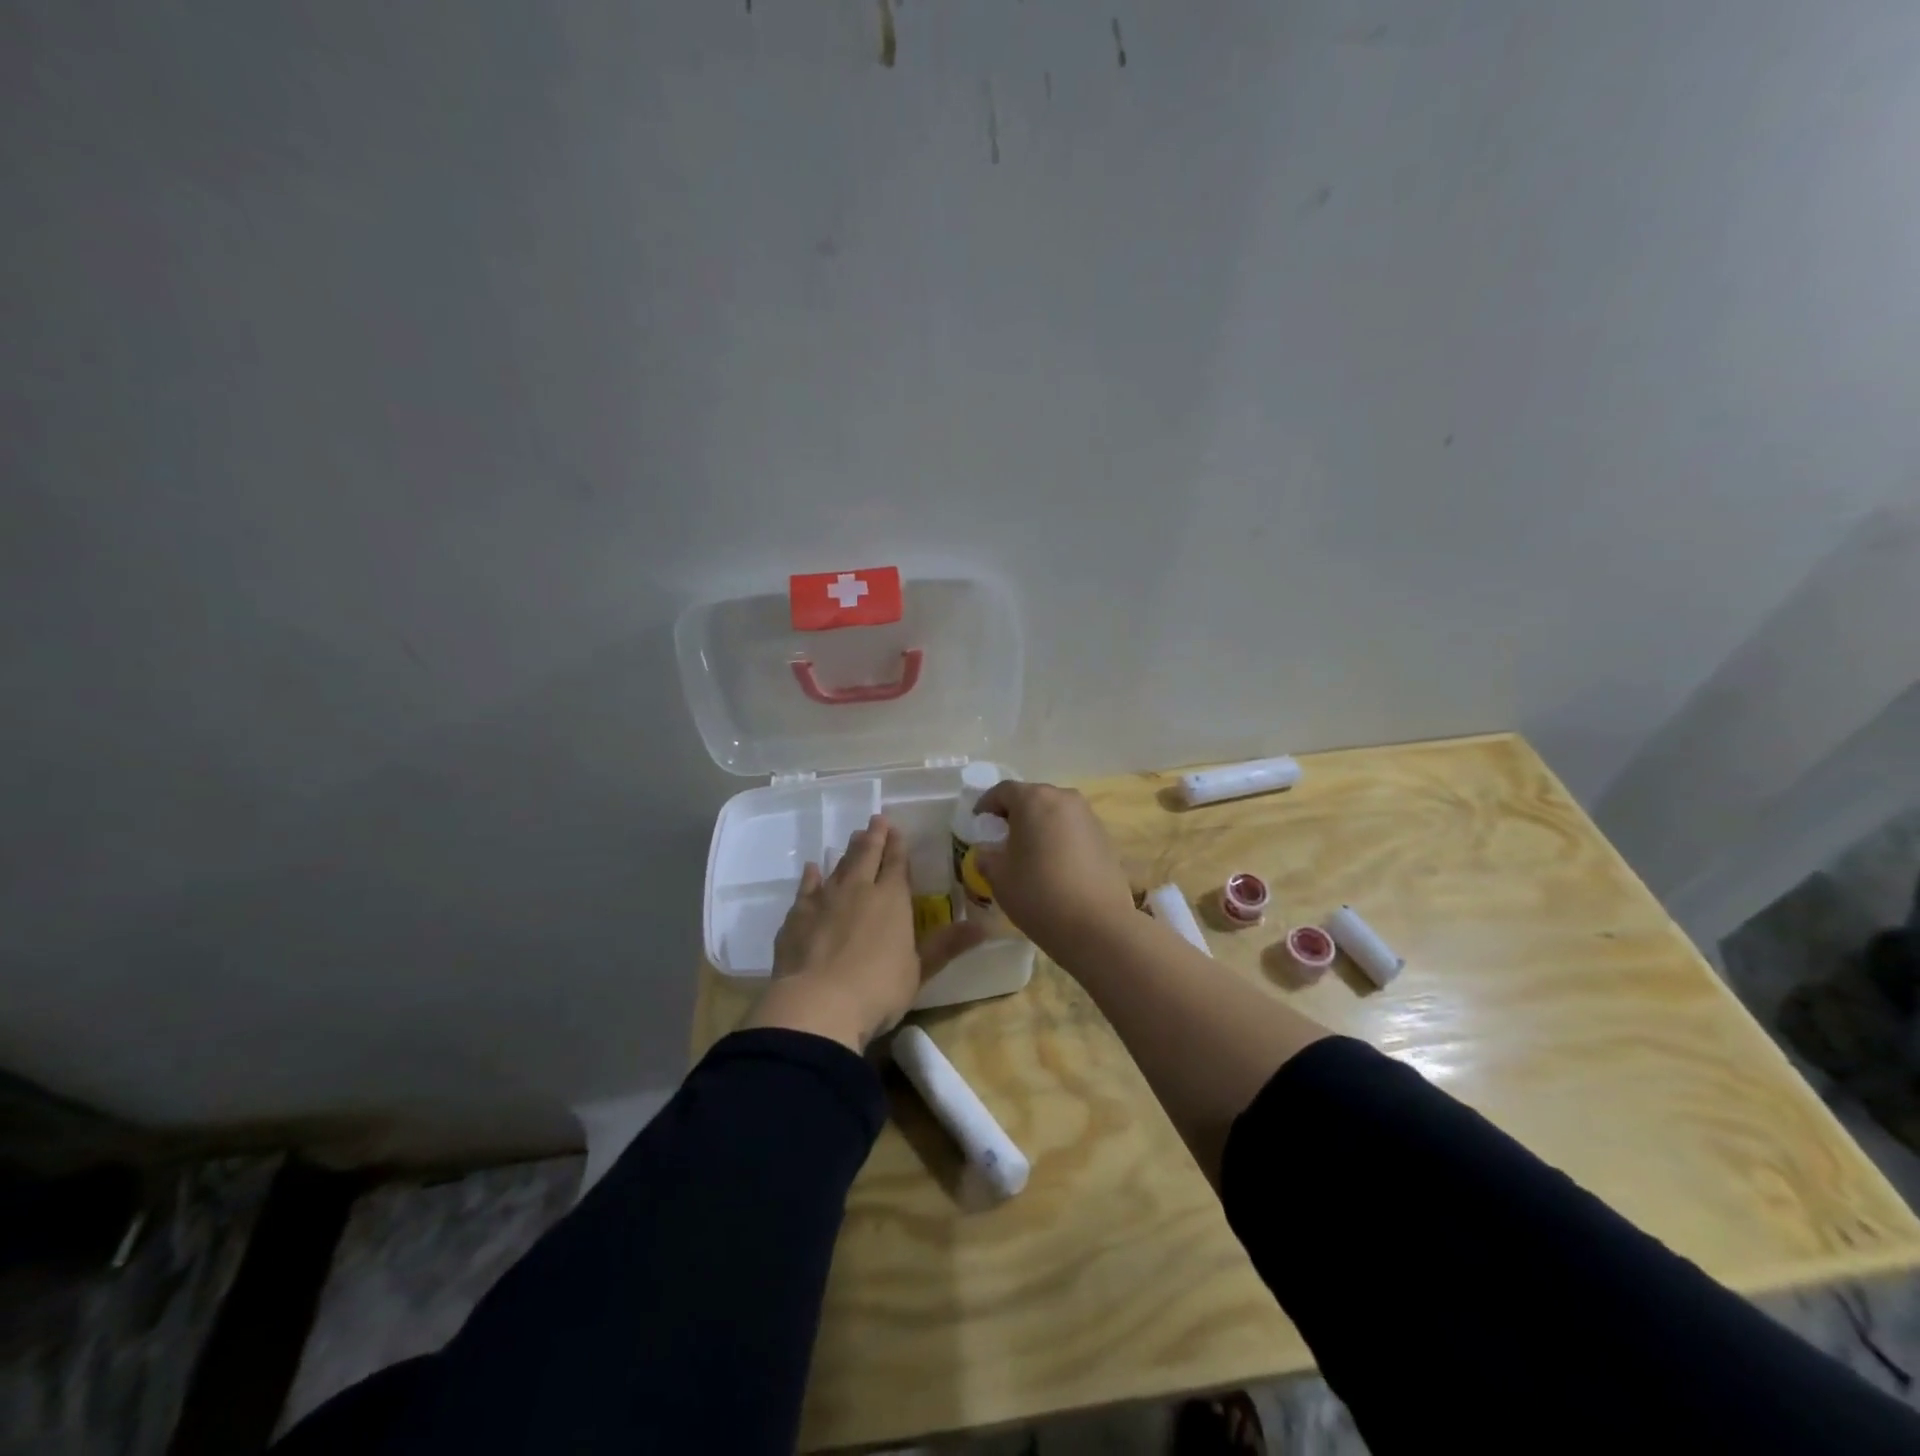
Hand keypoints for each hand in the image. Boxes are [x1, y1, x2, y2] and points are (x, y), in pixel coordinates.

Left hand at [742, 815, 986, 1051]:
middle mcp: (859, 889)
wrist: (817, 1004)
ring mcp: (825, 900)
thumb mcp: (919, 970)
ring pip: (839, 866)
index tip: (897, 829)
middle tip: (876, 820)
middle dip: (874, 836)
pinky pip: (807, 888)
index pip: (897, 864)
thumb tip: (985, 927)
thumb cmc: (878, 989)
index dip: (898, 846)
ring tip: (852, 837)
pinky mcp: (798, 916)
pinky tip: (812, 868)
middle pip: (867, 855)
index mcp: (892, 899)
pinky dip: (811, 876)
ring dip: (847, 851)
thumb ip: (947, 945)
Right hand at [972, 781, 1134, 956]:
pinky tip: (1055, 866)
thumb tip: (988, 851)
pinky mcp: (1105, 837)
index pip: (1002, 791)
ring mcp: (1089, 817)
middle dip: (1014, 814)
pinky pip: (1073, 829)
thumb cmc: (1039, 895)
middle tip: (1002, 839)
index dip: (986, 805)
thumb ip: (986, 856)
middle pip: (1032, 798)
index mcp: (1034, 800)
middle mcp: (1064, 798)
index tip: (978, 824)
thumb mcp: (999, 877)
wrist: (1097, 926)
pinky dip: (1059, 839)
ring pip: (1054, 813)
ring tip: (1029, 854)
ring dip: (1039, 826)